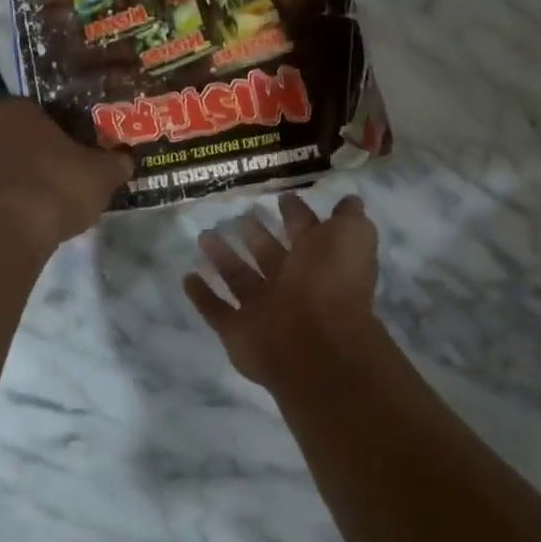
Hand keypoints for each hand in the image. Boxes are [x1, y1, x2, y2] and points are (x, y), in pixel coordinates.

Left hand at [0, 99, 131, 248]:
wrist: (0, 237)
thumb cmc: (54, 190)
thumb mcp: (100, 176)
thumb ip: (114, 163)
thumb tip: (124, 161)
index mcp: (14, 112)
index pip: (37, 112)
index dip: (57, 133)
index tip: (72, 156)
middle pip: (9, 140)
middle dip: (29, 158)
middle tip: (55, 183)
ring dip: (6, 185)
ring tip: (32, 212)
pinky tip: (8, 231)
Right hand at [185, 193, 380, 388]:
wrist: (317, 345)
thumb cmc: (333, 282)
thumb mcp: (353, 236)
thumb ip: (350, 218)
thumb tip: (349, 201)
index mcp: (318, 262)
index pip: (305, 232)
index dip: (296, 213)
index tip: (281, 196)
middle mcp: (292, 286)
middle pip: (269, 255)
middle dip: (256, 234)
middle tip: (238, 215)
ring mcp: (263, 310)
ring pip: (239, 278)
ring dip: (222, 258)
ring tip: (203, 236)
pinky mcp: (237, 331)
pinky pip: (215, 310)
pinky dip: (201, 295)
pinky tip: (187, 277)